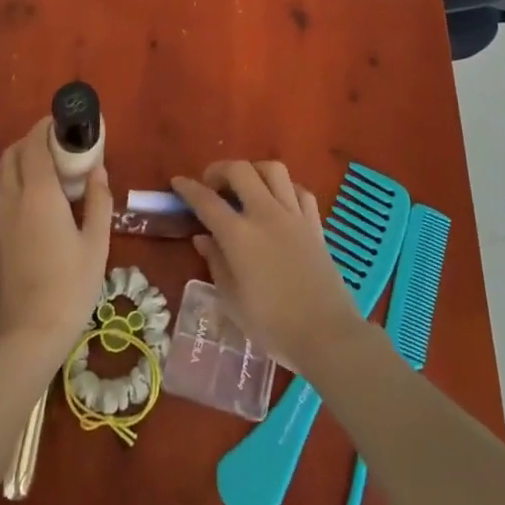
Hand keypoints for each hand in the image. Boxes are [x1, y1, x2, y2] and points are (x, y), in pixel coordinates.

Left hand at [0, 118, 112, 360]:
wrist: (27, 336)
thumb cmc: (70, 287)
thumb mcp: (96, 243)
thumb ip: (99, 201)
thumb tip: (98, 171)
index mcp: (38, 194)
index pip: (36, 143)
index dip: (48, 126)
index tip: (67, 121)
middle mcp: (12, 198)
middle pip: (13, 152)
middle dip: (33, 138)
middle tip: (62, 143)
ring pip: (5, 172)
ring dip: (25, 159)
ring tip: (56, 169)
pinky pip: (5, 193)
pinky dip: (20, 180)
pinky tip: (45, 199)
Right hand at [171, 160, 364, 377]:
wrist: (327, 335)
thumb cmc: (273, 325)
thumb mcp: (233, 301)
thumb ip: (216, 263)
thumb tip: (202, 238)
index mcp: (239, 236)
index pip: (207, 201)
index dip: (188, 188)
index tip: (178, 183)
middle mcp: (265, 215)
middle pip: (240, 170)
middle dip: (219, 169)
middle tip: (211, 184)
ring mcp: (294, 215)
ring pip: (273, 170)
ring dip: (253, 170)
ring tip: (245, 185)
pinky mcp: (315, 223)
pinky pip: (299, 190)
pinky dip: (284, 188)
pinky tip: (278, 201)